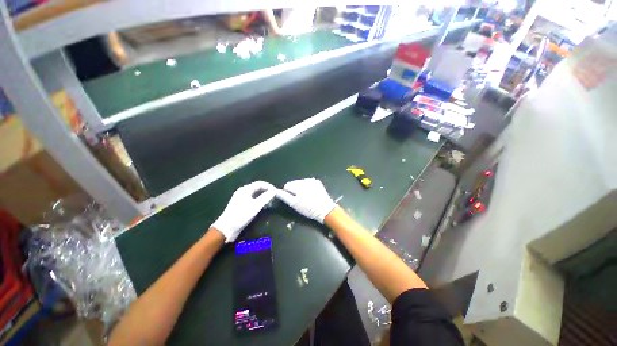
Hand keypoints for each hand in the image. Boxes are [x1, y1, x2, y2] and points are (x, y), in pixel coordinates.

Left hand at [211, 181, 276, 242]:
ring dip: (264, 198)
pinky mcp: (241, 205)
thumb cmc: (241, 215)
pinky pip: (253, 200)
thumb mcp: (256, 206)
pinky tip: (263, 207)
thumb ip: (266, 197)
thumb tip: (274, 191)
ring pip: (256, 194)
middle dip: (267, 192)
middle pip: (258, 188)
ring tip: (269, 204)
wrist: (226, 228)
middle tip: (274, 199)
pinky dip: (259, 202)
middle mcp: (243, 191)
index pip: (260, 183)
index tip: (276, 192)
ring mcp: (241, 198)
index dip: (269, 187)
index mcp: (245, 189)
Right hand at [276, 178, 336, 223]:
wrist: (325, 210)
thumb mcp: (294, 204)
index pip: (287, 186)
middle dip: (294, 189)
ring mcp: (312, 181)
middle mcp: (305, 181)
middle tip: (300, 199)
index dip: (288, 193)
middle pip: (294, 183)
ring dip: (301, 188)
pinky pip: (308, 182)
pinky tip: (311, 193)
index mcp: (298, 186)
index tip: (293, 199)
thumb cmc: (308, 209)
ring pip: (300, 182)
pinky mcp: (317, 182)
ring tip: (306, 196)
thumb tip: (276, 191)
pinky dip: (307, 186)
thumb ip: (284, 196)